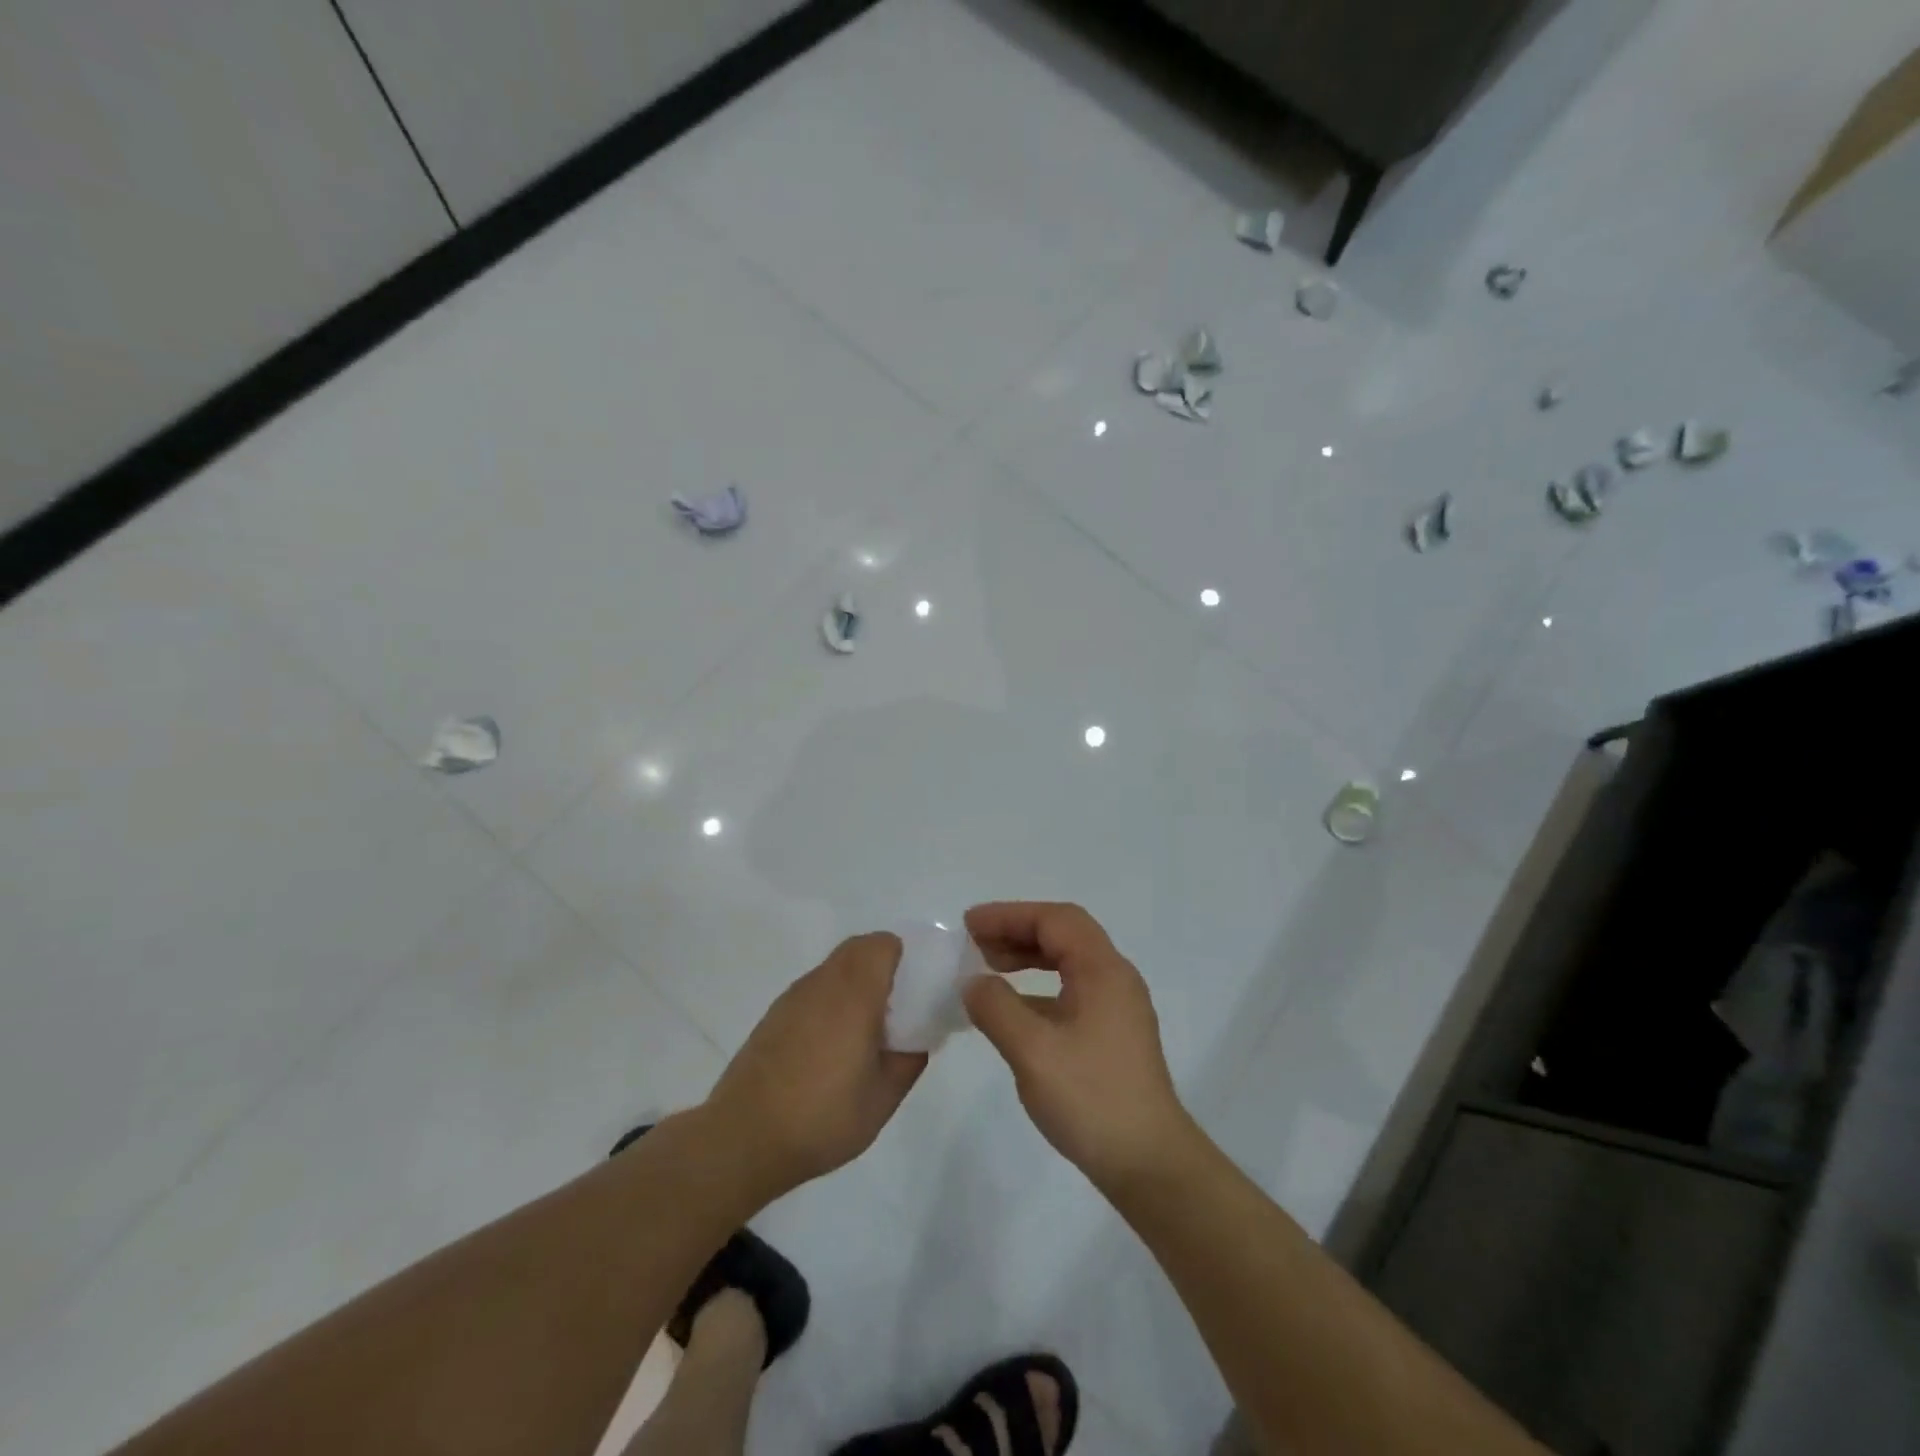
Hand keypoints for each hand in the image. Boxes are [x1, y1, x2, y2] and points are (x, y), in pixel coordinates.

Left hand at [705, 932, 925, 1199]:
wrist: (742, 1139)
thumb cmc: (821, 1117)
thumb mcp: (883, 1099)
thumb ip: (909, 1060)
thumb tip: (917, 1039)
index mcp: (853, 994)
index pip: (882, 944)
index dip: (905, 957)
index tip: (917, 988)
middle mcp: (821, 983)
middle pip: (858, 948)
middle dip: (883, 966)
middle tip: (898, 1007)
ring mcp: (793, 998)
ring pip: (834, 968)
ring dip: (855, 983)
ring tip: (865, 1031)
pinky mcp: (773, 1016)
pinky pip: (814, 990)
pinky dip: (831, 1000)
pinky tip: (831, 1047)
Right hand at [963, 902, 1193, 1189]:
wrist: (1150, 1164)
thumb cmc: (1091, 1099)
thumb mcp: (1032, 1051)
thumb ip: (996, 1008)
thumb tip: (972, 983)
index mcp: (1103, 970)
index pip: (1055, 920)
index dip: (1009, 915)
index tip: (969, 925)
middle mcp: (1115, 978)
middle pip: (1063, 935)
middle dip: (1017, 932)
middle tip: (974, 944)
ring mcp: (1117, 1008)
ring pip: (1068, 963)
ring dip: (1028, 958)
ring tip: (988, 968)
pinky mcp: (1114, 1035)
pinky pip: (1071, 991)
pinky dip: (1039, 988)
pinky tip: (1013, 1010)